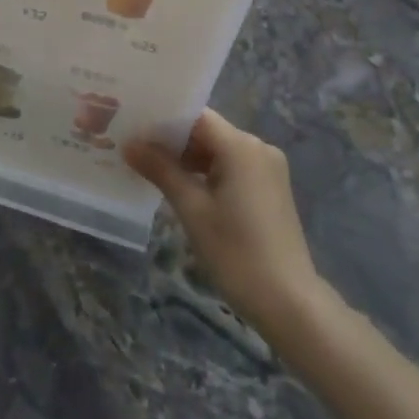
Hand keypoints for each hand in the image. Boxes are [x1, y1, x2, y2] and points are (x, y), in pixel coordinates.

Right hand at [126, 109, 323, 333]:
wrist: (288, 302)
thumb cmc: (236, 252)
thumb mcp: (192, 209)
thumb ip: (161, 170)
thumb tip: (130, 143)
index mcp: (241, 146)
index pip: (195, 117)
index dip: (163, 120)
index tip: (132, 126)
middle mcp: (258, 148)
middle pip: (207, 132)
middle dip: (172, 141)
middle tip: (133, 147)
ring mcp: (267, 169)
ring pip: (218, 151)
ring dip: (187, 159)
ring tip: (149, 167)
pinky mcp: (269, 189)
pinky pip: (231, 167)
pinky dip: (206, 173)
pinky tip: (180, 186)